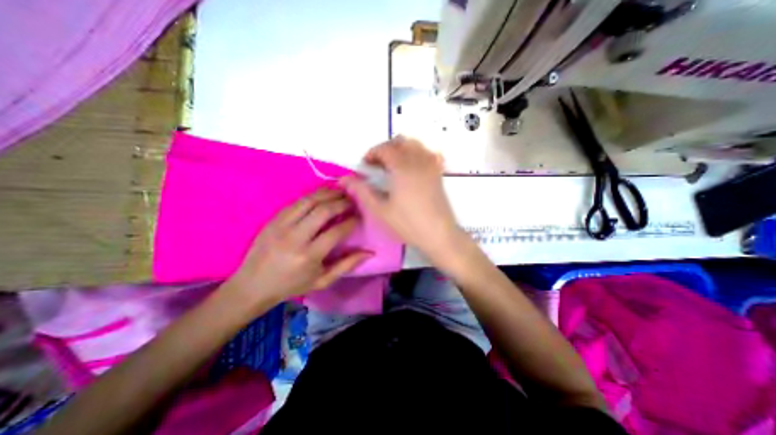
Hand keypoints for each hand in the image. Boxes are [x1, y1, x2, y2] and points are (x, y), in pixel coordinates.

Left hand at [226, 189, 370, 307]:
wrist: (253, 285)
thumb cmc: (291, 285)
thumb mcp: (323, 281)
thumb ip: (347, 265)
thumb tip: (369, 252)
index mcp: (309, 256)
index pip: (336, 231)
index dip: (352, 221)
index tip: (359, 217)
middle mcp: (295, 238)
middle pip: (323, 211)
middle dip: (342, 202)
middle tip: (352, 200)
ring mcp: (281, 226)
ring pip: (309, 201)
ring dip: (328, 194)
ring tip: (340, 192)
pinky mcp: (273, 219)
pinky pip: (296, 202)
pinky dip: (312, 196)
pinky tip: (322, 195)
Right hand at [341, 136, 462, 261]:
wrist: (438, 234)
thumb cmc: (408, 224)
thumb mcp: (380, 210)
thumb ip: (362, 191)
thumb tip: (344, 179)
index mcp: (402, 168)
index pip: (385, 148)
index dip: (372, 153)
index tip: (365, 165)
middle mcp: (418, 161)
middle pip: (400, 142)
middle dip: (385, 149)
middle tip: (377, 166)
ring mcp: (431, 166)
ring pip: (415, 144)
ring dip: (401, 149)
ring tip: (393, 166)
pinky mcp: (438, 173)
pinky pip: (428, 153)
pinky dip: (418, 153)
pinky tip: (413, 167)